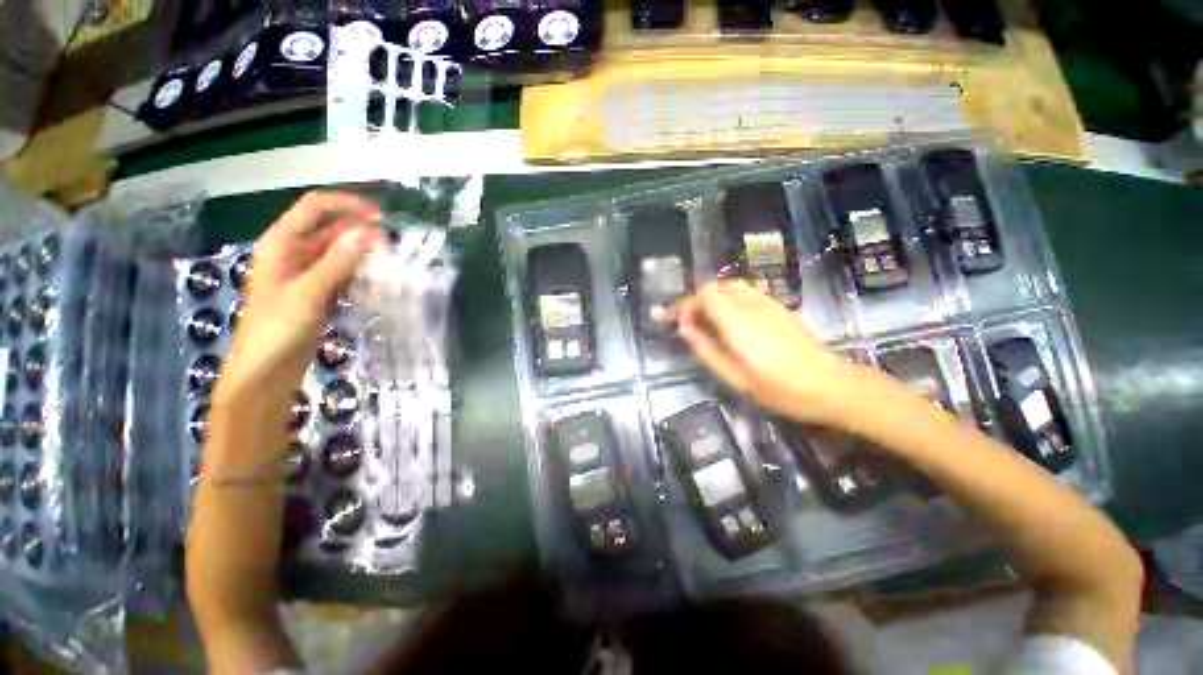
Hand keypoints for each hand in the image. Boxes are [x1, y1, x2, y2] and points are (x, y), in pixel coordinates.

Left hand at [218, 192, 381, 400]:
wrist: (266, 371)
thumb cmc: (277, 329)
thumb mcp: (308, 292)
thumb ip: (337, 262)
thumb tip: (367, 233)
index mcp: (281, 244)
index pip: (314, 208)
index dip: (345, 205)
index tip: (379, 215)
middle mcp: (293, 253)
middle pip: (329, 229)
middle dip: (359, 231)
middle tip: (392, 242)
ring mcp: (307, 274)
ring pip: (339, 252)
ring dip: (362, 252)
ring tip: (390, 259)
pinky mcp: (318, 292)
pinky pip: (342, 273)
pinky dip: (359, 272)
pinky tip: (378, 278)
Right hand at [670, 281, 856, 425]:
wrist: (831, 386)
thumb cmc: (780, 389)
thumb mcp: (735, 377)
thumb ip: (706, 350)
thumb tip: (684, 329)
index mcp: (737, 321)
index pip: (704, 293)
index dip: (686, 305)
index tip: (679, 324)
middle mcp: (751, 304)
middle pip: (715, 286)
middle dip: (698, 302)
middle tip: (692, 326)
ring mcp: (768, 303)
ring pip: (731, 287)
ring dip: (714, 300)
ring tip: (710, 325)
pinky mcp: (779, 307)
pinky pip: (747, 293)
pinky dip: (731, 302)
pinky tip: (734, 325)